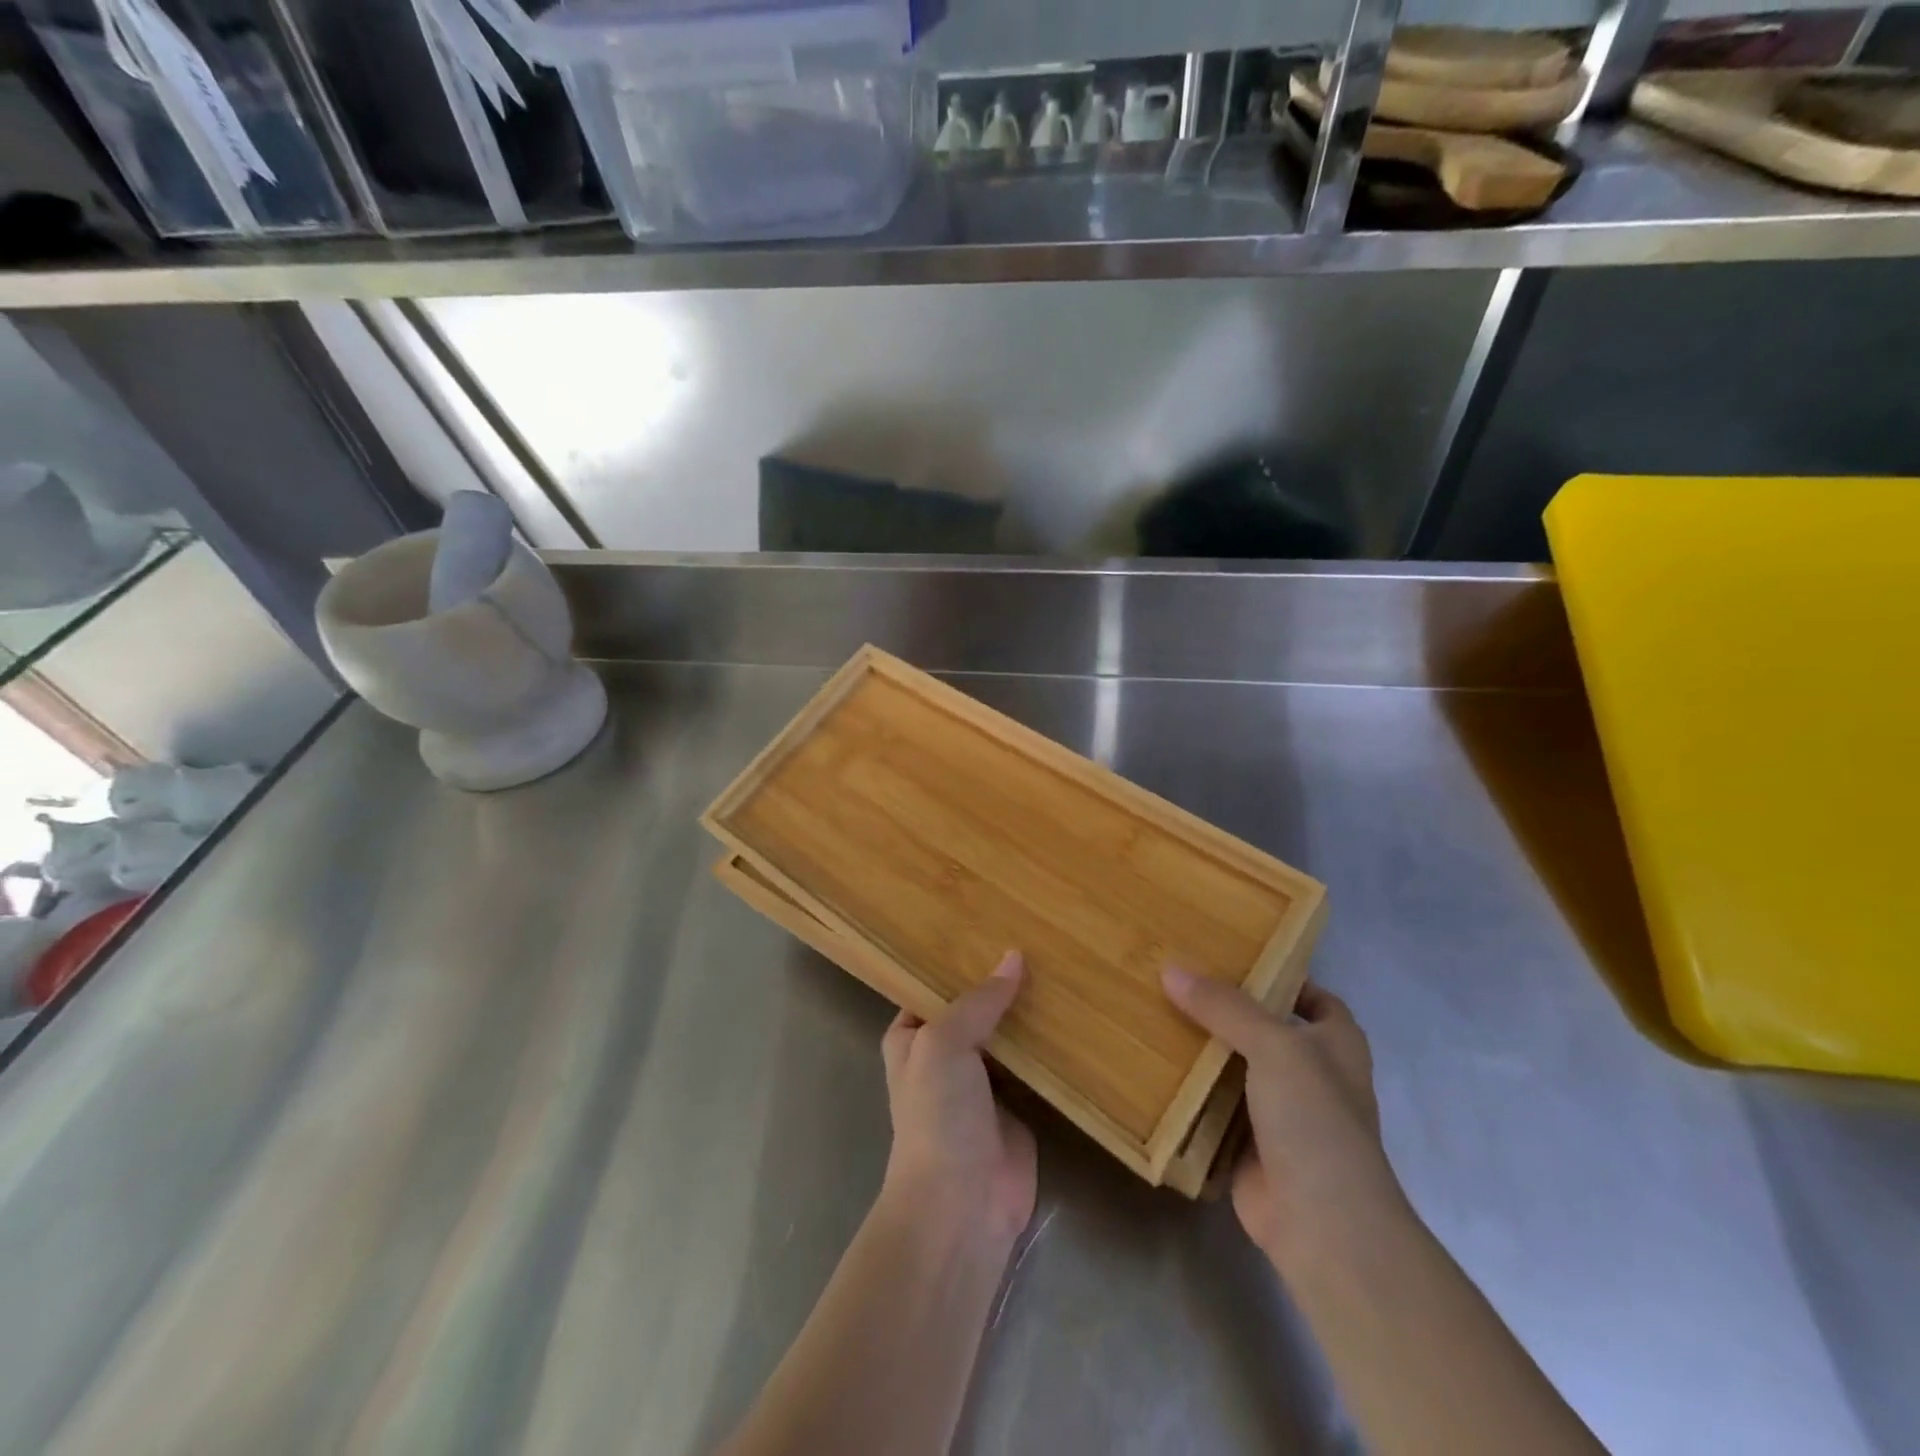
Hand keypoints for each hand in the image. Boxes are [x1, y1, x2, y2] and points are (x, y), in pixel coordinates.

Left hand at [879, 951, 1037, 1255]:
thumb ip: (978, 1000)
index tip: (992, 921)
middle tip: (1039, 936)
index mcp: (913, 1034)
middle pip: (976, 1005)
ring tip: (1062, 962)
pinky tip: (1076, 1010)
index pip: (934, 983)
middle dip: (1000, 980)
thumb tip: (1014, 956)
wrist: (962, 1205)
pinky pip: (1036, 1063)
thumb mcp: (944, 1042)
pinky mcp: (1019, 1103)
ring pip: (1008, 1032)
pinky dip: (1051, 1043)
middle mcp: (945, 1052)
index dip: (958, 957)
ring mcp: (983, 1078)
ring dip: (1029, 1009)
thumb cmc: (937, 1114)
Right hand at [1163, 969, 1407, 1269]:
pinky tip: (1152, 1064)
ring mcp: (1279, 1111)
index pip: (1312, 996)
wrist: (1321, 1223)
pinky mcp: (1247, 1143)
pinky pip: (1212, 1104)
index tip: (1231, 955)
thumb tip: (1170, 969)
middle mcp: (1310, 1073)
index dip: (1280, 975)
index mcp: (1335, 1044)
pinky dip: (1189, 1089)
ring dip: (1202, 1048)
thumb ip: (1224, 1007)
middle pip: (1263, 1028)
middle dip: (1224, 1008)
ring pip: (1234, 1066)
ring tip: (1153, 1009)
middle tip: (1174, 976)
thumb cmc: (1315, 1119)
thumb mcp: (1274, 1046)